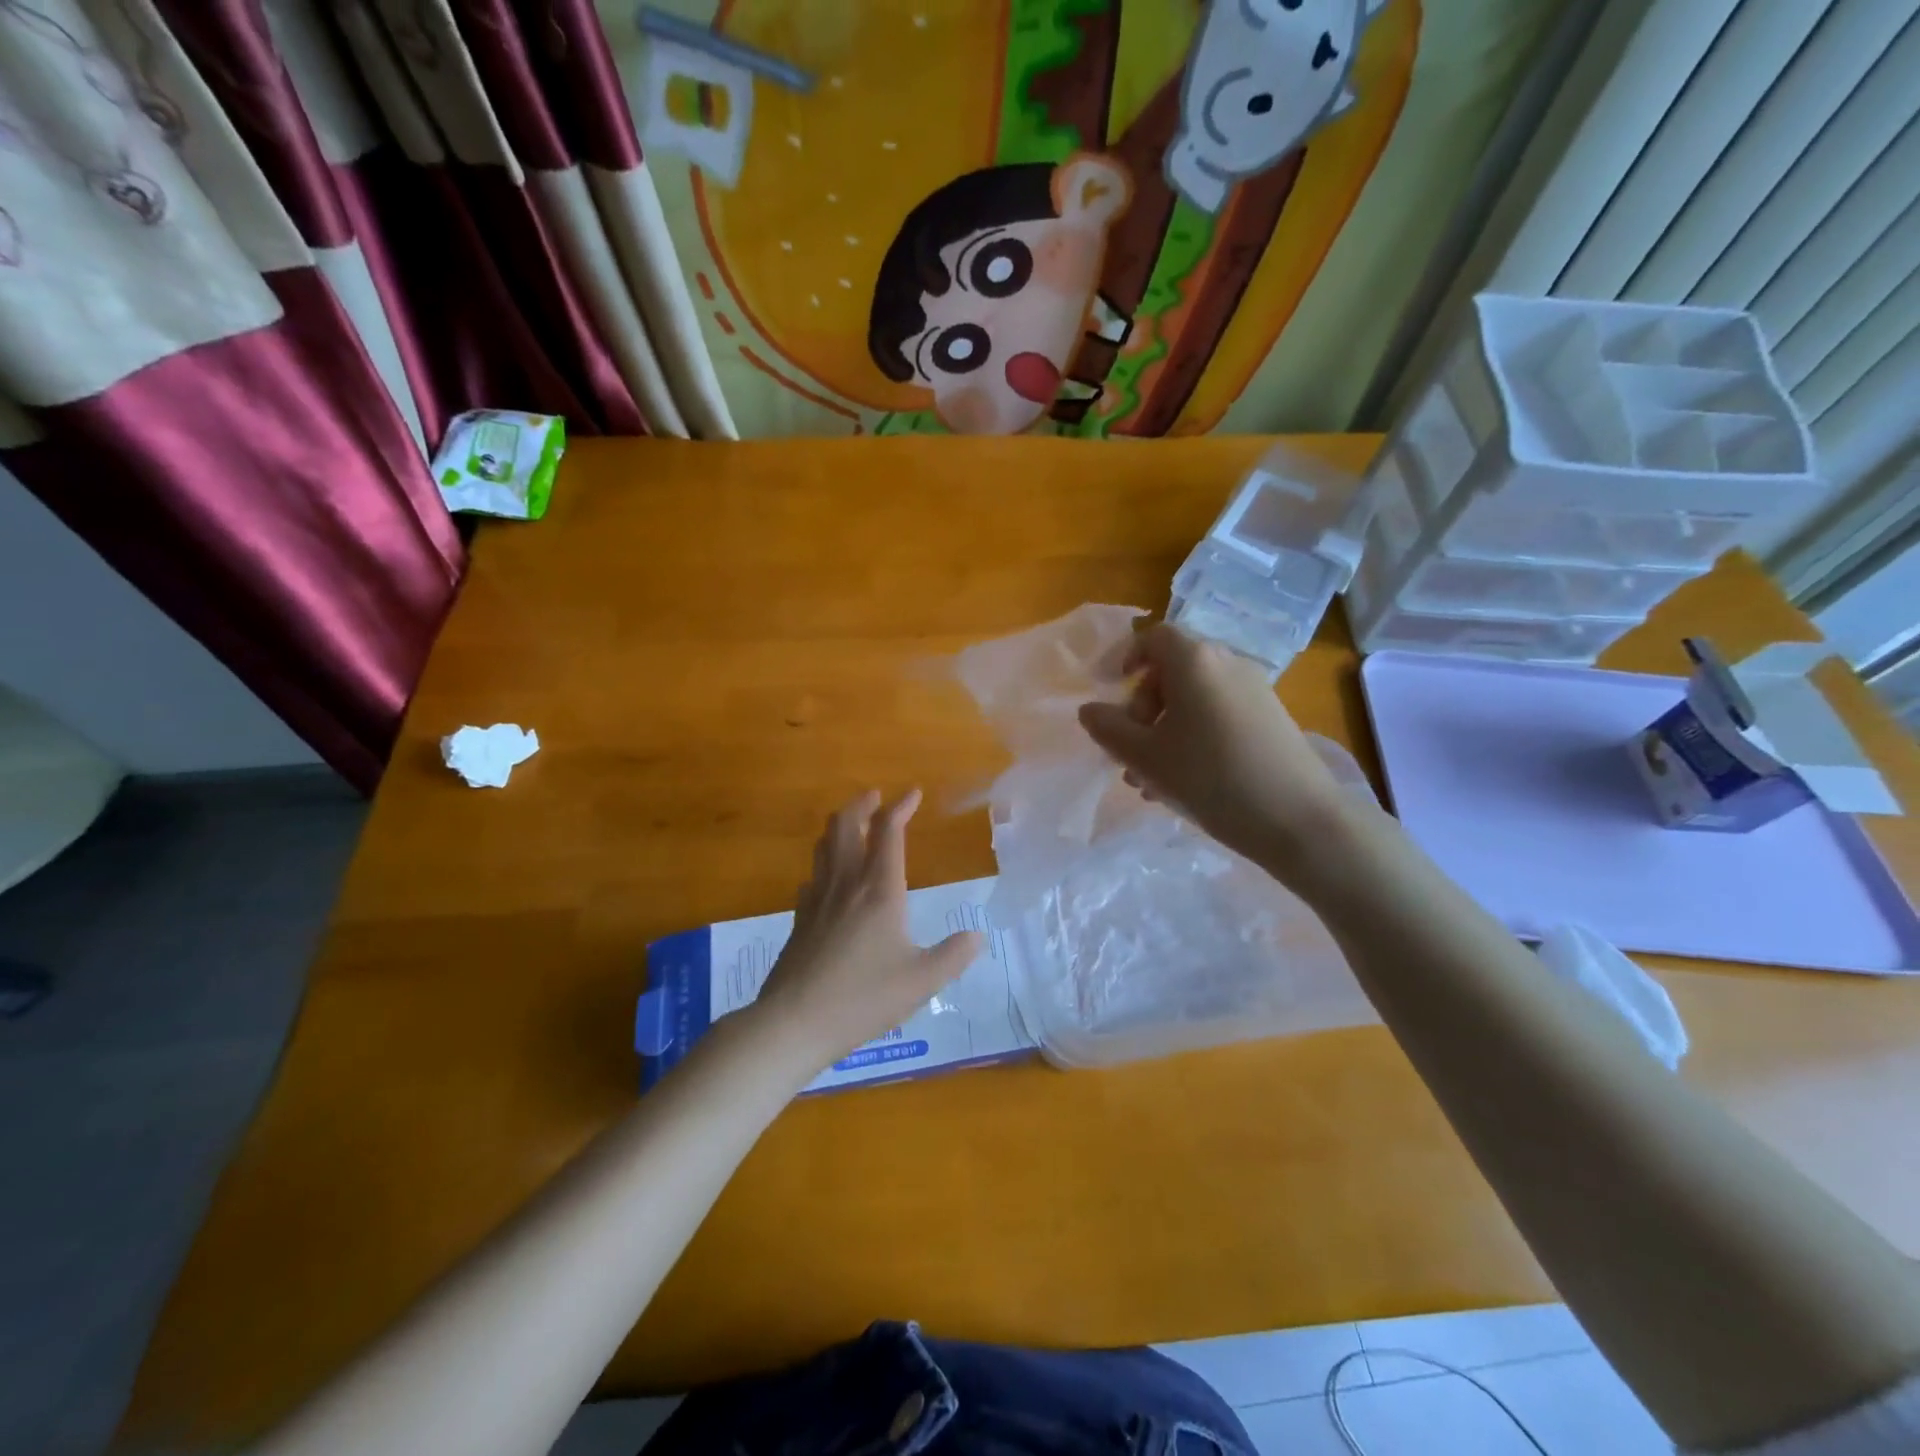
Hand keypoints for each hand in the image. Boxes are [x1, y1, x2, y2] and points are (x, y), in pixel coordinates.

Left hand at [752, 789, 982, 1071]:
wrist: (795, 1022)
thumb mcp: (922, 981)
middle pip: (846, 825)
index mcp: (879, 890)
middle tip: (875, 797)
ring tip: (853, 825)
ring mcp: (817, 899)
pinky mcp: (799, 919)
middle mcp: (846, 884)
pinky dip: (825, 863)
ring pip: (824, 845)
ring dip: (840, 826)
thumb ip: (953, 956)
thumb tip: (977, 936)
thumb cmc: (864, 998)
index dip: (900, 806)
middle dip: (861, 804)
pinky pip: (812, 876)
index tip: (913, 792)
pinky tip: (830, 879)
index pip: (889, 831)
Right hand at [1077, 624, 1355, 879]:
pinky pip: (1218, 716)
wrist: (1299, 819)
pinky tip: (1184, 784)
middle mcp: (1227, 664)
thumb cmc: (1211, 778)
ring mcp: (1254, 692)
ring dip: (1163, 731)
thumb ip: (1109, 729)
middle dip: (1141, 709)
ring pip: (1194, 701)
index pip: (1153, 637)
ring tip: (1148, 781)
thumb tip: (1089, 709)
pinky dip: (1193, 738)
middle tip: (1128, 752)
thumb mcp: (1146, 757)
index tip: (1109, 690)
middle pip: (1171, 672)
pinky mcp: (1270, 720)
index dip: (1125, 658)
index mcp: (1194, 661)